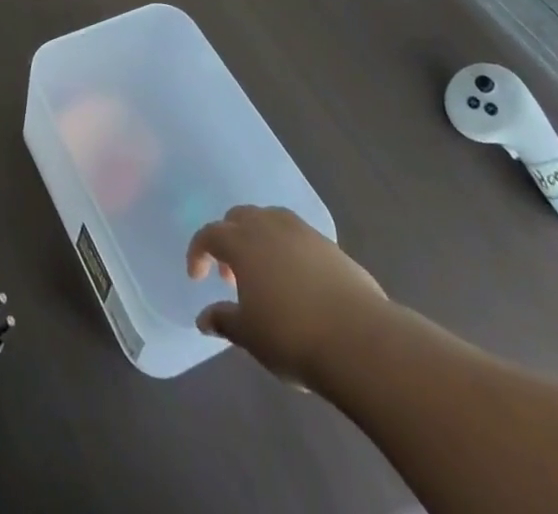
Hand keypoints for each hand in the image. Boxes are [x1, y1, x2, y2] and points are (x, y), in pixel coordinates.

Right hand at [187, 205, 389, 389]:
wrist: (360, 340)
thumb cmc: (292, 336)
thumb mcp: (250, 335)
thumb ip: (224, 321)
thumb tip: (203, 319)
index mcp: (242, 242)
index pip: (209, 234)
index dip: (198, 252)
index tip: (197, 277)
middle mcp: (268, 225)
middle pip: (239, 217)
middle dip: (229, 240)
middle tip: (232, 276)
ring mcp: (302, 231)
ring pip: (270, 220)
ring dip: (259, 239)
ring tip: (265, 274)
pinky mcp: (331, 245)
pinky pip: (298, 236)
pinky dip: (288, 249)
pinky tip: (297, 281)